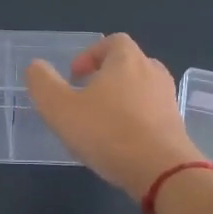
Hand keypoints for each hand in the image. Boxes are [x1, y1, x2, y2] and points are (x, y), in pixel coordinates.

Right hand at [25, 33, 201, 196]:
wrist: (161, 171)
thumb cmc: (107, 132)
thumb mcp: (59, 107)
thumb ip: (42, 83)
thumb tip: (36, 67)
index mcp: (127, 60)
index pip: (113, 42)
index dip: (91, 54)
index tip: (75, 76)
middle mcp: (152, 73)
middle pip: (129, 64)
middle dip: (106, 77)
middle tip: (85, 98)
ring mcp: (168, 100)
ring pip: (141, 90)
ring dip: (121, 100)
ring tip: (100, 123)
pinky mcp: (176, 127)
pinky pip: (151, 115)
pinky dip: (135, 121)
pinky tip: (118, 144)